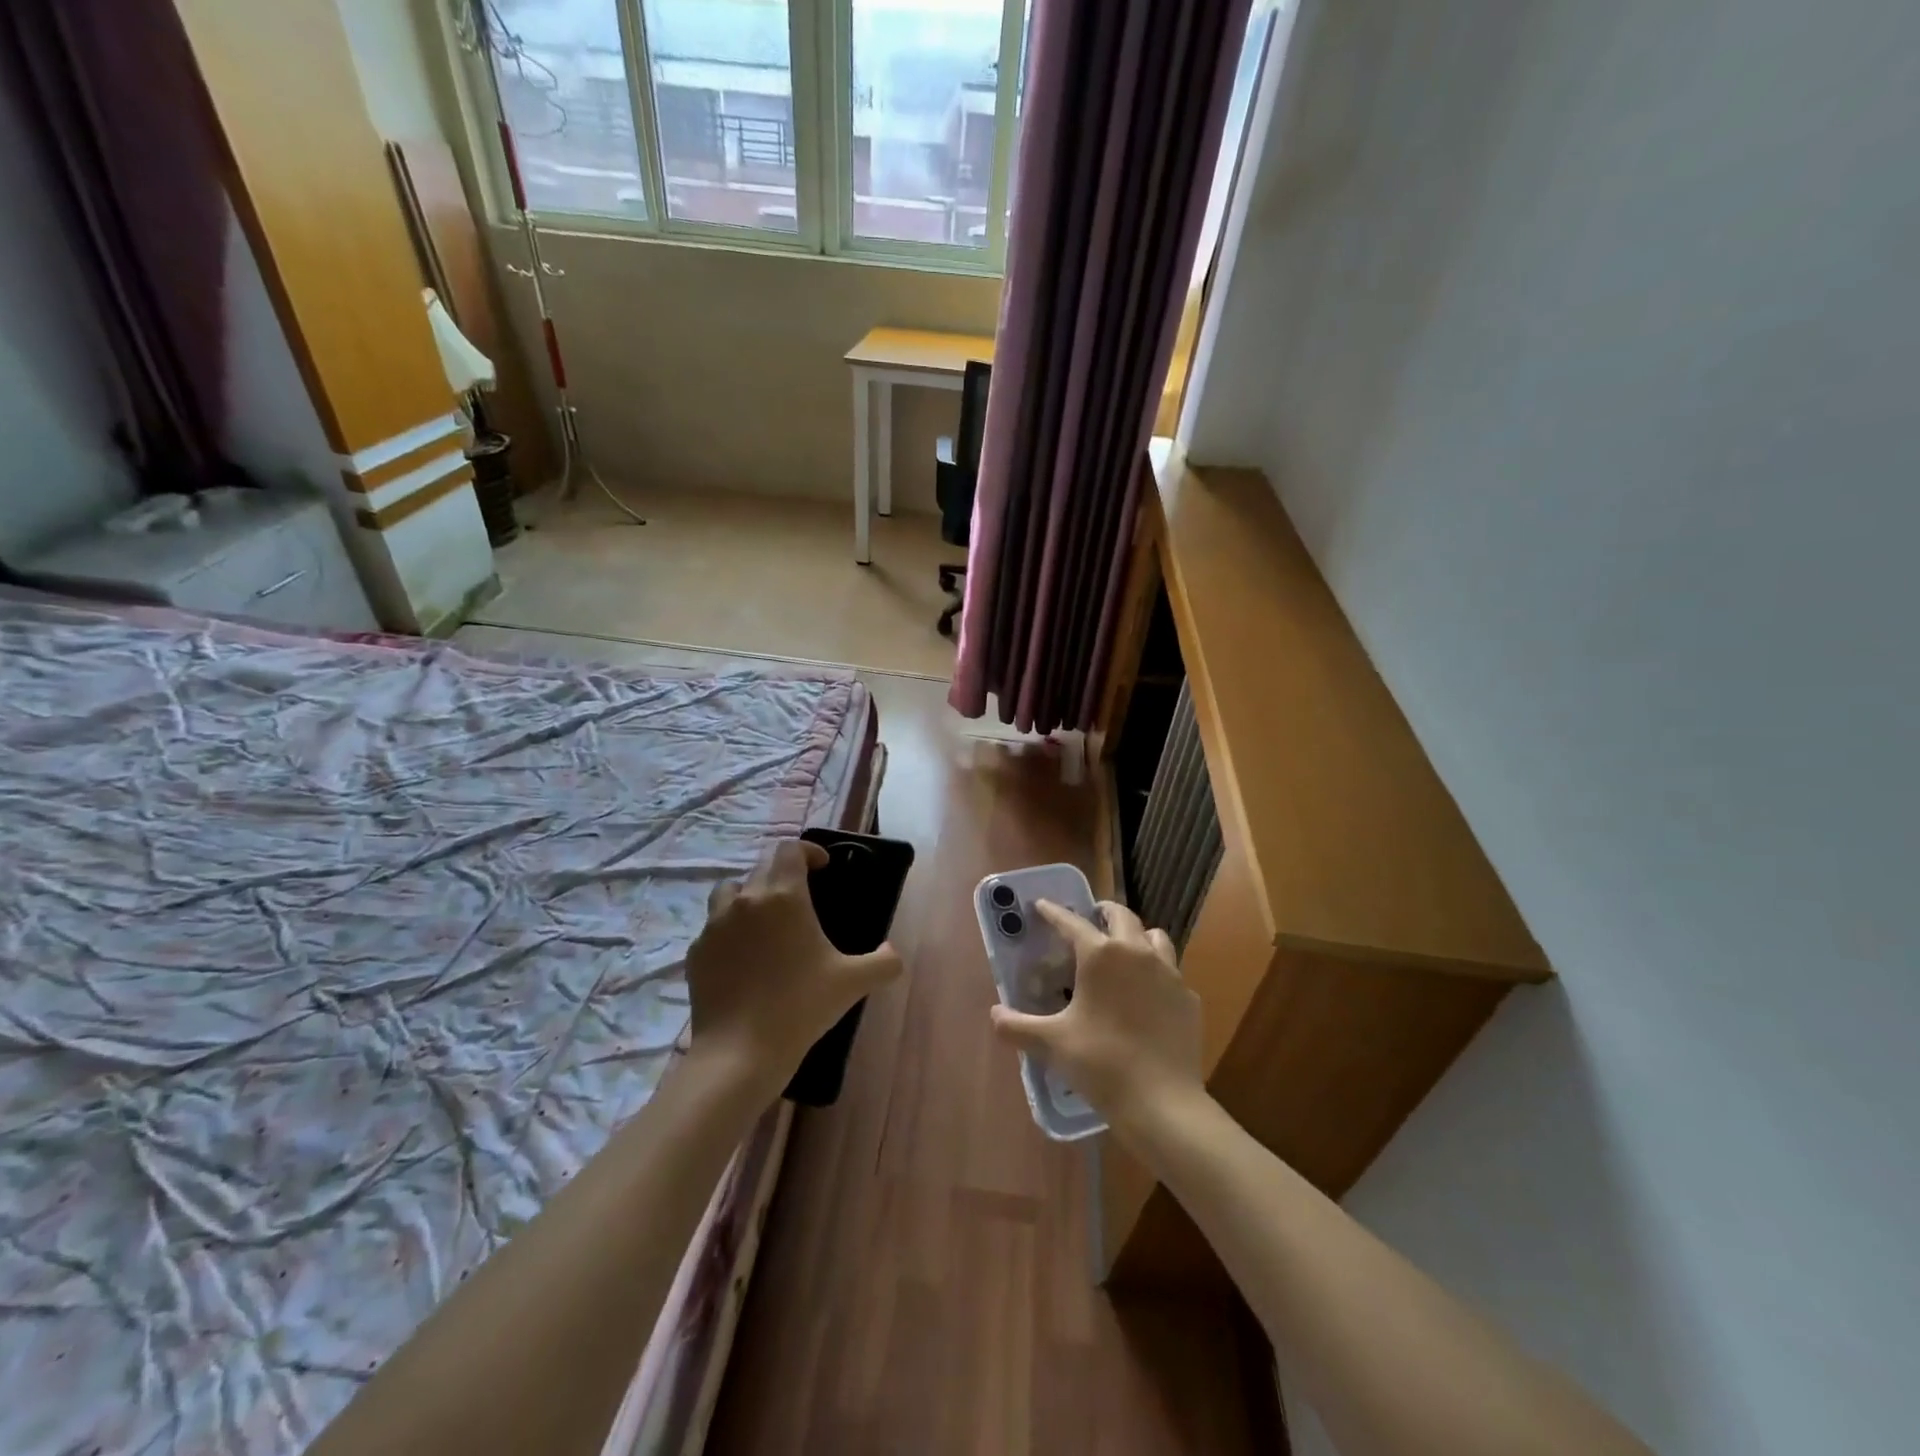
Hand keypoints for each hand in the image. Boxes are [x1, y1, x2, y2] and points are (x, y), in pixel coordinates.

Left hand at [685, 839, 900, 1086]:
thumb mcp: (853, 982)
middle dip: (782, 874)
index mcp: (784, 896)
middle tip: (801, 900)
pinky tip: (742, 959)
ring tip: (765, 922)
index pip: (790, 850)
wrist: (740, 1052)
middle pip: (761, 867)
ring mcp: (714, 926)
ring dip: (749, 897)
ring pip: (729, 892)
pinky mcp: (696, 953)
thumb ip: (884, 962)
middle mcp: (746, 900)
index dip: (808, 852)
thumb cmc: (801, 1006)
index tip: (822, 868)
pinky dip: (728, 932)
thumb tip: (891, 952)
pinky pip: (712, 928)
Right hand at [988, 899, 1202, 1136]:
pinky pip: (1171, 972)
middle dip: (1103, 912)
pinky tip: (1148, 994)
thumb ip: (1017, 1026)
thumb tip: (994, 1015)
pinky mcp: (1188, 997)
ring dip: (1137, 935)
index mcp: (1101, 955)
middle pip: (1121, 916)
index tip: (1042, 905)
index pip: (1072, 922)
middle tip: (1090, 919)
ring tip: (1124, 950)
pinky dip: (1157, 973)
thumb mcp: (1052, 1043)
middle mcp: (1137, 952)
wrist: (1162, 1102)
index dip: (1054, 912)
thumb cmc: (1101, 1063)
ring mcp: (1169, 973)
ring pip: (1154, 937)